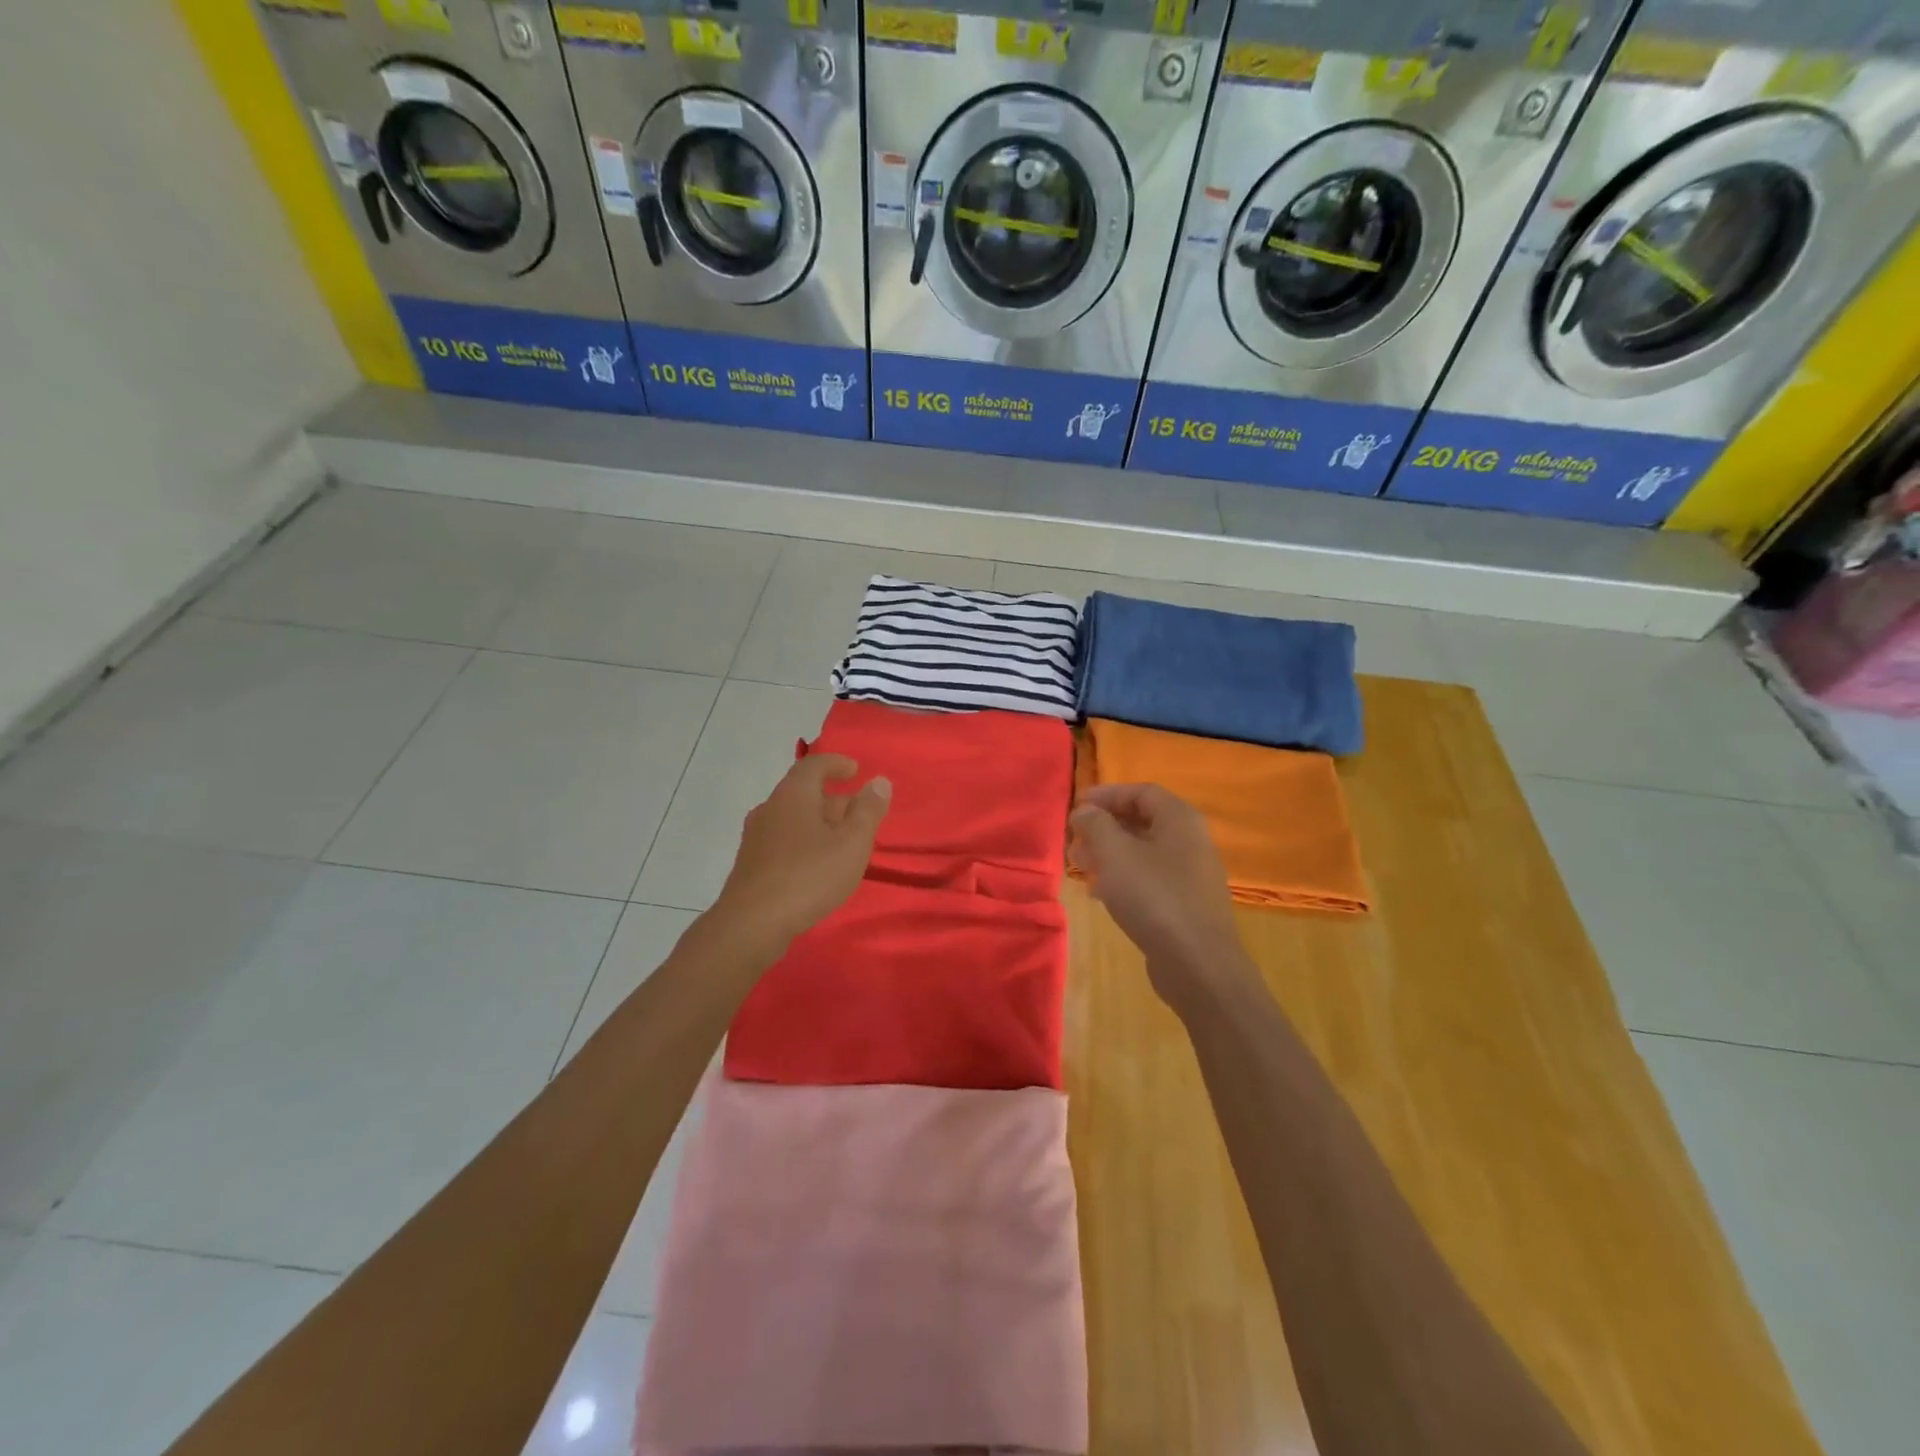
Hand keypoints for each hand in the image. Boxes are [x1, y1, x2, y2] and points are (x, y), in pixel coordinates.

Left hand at [713, 754, 890, 959]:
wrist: (752, 924)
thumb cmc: (809, 876)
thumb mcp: (852, 844)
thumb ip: (868, 811)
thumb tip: (879, 781)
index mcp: (793, 795)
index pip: (814, 764)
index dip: (836, 763)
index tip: (856, 770)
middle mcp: (770, 808)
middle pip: (804, 792)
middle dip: (834, 799)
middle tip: (859, 814)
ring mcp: (756, 836)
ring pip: (793, 818)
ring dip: (819, 823)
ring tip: (843, 842)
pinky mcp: (751, 863)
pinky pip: (784, 840)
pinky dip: (805, 841)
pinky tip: (818, 866)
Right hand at [1068, 783, 1251, 1009]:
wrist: (1197, 964)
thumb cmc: (1153, 897)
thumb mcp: (1115, 853)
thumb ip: (1095, 825)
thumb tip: (1085, 811)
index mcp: (1180, 819)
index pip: (1141, 791)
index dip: (1107, 795)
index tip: (1077, 807)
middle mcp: (1191, 841)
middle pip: (1143, 821)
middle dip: (1104, 827)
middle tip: (1075, 840)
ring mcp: (1192, 875)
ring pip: (1144, 852)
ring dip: (1110, 854)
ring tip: (1081, 867)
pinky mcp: (1187, 904)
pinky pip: (1151, 879)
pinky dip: (1124, 878)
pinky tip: (1101, 895)